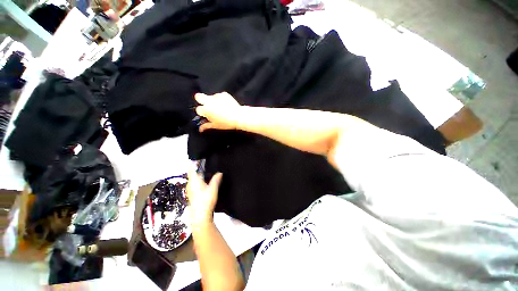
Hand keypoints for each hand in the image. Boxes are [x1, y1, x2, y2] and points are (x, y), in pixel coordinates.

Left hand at [187, 167, 222, 227]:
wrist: (200, 216)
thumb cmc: (206, 201)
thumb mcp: (213, 189)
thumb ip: (216, 179)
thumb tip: (220, 172)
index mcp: (194, 181)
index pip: (191, 168)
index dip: (193, 162)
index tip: (197, 157)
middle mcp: (190, 184)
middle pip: (192, 173)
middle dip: (197, 167)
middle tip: (205, 162)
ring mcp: (190, 189)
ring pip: (193, 178)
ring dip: (198, 173)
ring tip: (206, 169)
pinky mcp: (192, 193)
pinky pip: (194, 183)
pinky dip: (198, 179)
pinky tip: (205, 180)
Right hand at [194, 92, 240, 131]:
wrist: (239, 117)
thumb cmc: (227, 123)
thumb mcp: (216, 126)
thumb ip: (206, 126)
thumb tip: (201, 128)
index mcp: (206, 110)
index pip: (198, 109)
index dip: (202, 112)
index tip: (206, 115)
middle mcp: (209, 101)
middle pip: (198, 96)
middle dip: (200, 100)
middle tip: (207, 106)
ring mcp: (217, 96)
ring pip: (211, 96)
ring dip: (213, 101)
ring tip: (220, 108)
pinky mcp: (224, 94)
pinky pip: (220, 96)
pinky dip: (221, 99)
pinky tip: (225, 105)